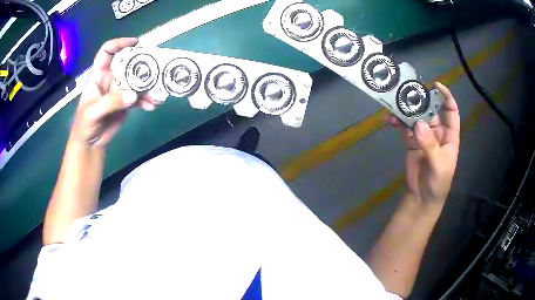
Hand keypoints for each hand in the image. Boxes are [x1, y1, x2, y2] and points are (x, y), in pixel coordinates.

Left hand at [70, 37, 158, 146]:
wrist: (90, 143)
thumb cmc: (84, 125)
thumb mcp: (93, 112)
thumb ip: (111, 102)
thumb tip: (133, 94)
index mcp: (99, 75)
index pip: (107, 52)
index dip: (120, 43)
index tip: (136, 43)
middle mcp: (111, 78)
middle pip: (128, 63)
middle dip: (142, 64)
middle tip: (157, 67)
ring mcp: (120, 90)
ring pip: (137, 81)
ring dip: (149, 86)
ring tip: (158, 94)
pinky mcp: (126, 101)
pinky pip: (139, 97)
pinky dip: (147, 100)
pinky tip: (152, 106)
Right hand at [386, 82, 459, 205]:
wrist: (422, 198)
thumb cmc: (438, 183)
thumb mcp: (439, 165)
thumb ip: (430, 145)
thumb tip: (418, 124)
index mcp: (449, 136)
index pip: (451, 112)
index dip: (446, 97)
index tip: (436, 86)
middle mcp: (437, 132)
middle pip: (430, 111)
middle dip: (421, 101)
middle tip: (408, 91)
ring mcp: (424, 136)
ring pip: (416, 117)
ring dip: (406, 111)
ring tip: (395, 103)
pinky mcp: (412, 142)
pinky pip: (405, 128)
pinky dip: (397, 123)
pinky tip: (389, 119)